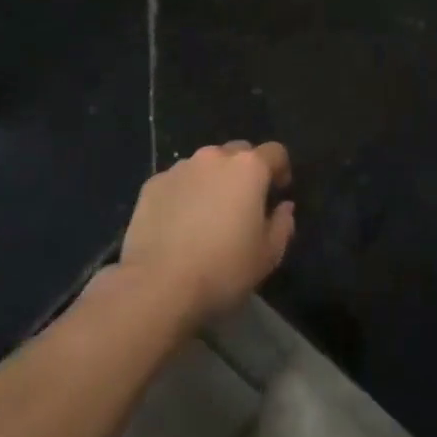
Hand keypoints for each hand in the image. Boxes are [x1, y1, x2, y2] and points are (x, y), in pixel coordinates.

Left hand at [119, 141, 295, 325]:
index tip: (279, 191)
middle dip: (245, 171)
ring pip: (205, 165)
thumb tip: (284, 208)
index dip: (281, 169)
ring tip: (208, 213)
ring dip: (213, 180)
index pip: (275, 152)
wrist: (158, 284)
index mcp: (248, 169)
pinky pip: (178, 181)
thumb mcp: (267, 256)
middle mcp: (214, 158)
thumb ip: (282, 225)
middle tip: (244, 203)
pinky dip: (185, 193)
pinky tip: (180, 223)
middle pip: (238, 153)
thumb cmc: (223, 269)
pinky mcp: (152, 184)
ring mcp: (180, 169)